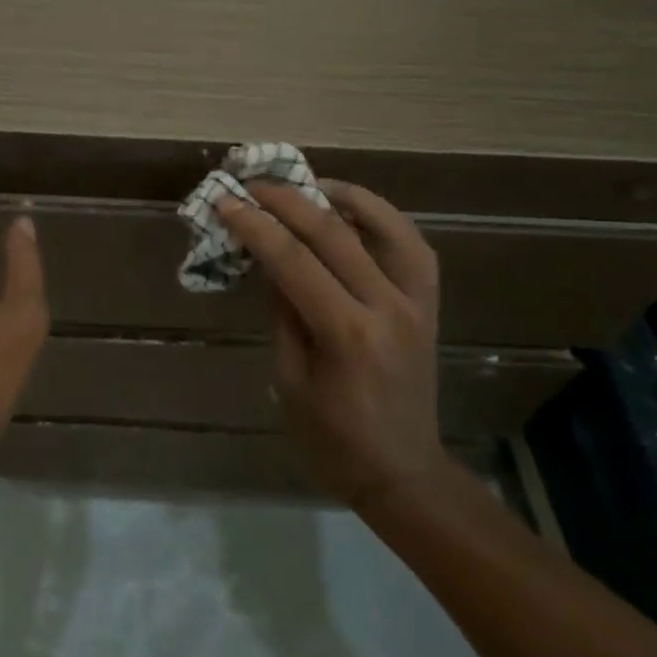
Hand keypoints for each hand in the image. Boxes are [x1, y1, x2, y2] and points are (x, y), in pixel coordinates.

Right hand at [216, 180, 443, 506]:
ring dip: (344, 196)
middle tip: (253, 185)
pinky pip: (412, 247)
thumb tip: (270, 262)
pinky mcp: (429, 305)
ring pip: (386, 227)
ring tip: (309, 184)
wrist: (402, 472)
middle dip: (287, 201)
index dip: (255, 226)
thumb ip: (283, 314)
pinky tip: (355, 210)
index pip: (292, 260)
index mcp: (345, 333)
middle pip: (334, 233)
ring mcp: (416, 303)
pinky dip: (384, 219)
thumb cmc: (333, 439)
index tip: (226, 201)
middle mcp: (387, 307)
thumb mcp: (289, 380)